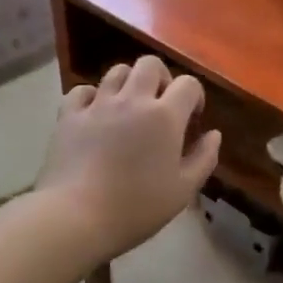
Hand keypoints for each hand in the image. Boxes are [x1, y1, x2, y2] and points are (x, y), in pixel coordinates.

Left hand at [36, 55, 221, 263]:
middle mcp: (132, 100)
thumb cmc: (136, 207)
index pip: (188, 83)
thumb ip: (204, 158)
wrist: (75, 217)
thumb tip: (214, 134)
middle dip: (161, 78)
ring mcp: (98, 105)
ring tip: (129, 107)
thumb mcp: (183, 190)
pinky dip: (92, 97)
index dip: (195, 96)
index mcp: (165, 116)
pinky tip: (95, 115)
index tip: (192, 119)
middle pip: (150, 64)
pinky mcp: (69, 115)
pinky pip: (82, 91)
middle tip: (161, 105)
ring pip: (117, 71)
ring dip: (129, 83)